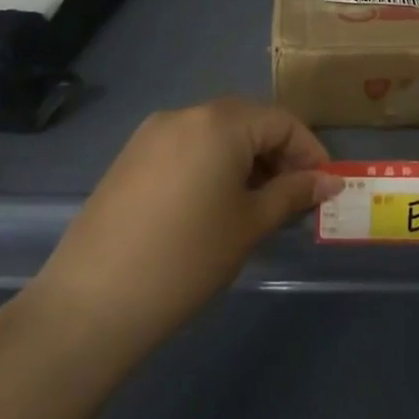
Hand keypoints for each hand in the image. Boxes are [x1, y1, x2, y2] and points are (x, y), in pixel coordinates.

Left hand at [27, 98, 341, 355]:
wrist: (91, 304)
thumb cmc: (186, 259)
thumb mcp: (250, 225)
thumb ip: (293, 194)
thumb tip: (328, 181)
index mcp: (220, 122)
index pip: (281, 122)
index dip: (310, 151)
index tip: (324, 186)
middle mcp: (186, 114)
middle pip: (248, 121)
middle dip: (278, 154)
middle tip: (294, 196)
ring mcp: (152, 133)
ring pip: (216, 134)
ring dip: (245, 159)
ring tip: (257, 204)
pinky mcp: (130, 157)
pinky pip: (186, 147)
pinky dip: (211, 164)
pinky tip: (214, 204)